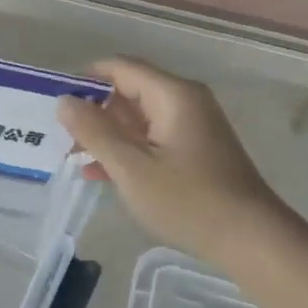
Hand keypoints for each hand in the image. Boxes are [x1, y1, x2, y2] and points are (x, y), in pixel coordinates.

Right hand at [56, 57, 279, 254]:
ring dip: (107, 134)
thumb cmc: (188, 201)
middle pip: (128, 90)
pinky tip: (101, 173)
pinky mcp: (195, 150)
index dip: (84, 80)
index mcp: (172, 95)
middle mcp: (184, 101)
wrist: (252, 240)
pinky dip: (127, 149)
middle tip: (61, 138)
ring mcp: (192, 126)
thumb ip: (94, 132)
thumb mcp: (131, 168)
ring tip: (74, 157)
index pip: (119, 68)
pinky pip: (151, 138)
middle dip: (93, 111)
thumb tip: (64, 100)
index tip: (54, 104)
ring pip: (138, 118)